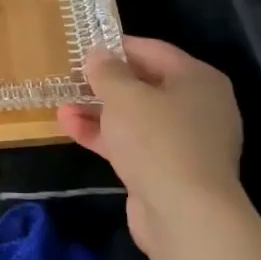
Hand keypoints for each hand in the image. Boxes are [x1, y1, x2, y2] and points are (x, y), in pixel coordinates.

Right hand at [57, 36, 245, 256]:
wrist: (184, 213)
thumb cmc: (157, 140)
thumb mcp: (124, 96)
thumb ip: (107, 71)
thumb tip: (98, 54)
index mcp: (198, 80)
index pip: (154, 51)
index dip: (118, 47)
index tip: (85, 46)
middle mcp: (198, 107)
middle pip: (145, 86)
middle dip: (105, 84)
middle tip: (71, 78)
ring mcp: (184, 142)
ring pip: (136, 118)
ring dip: (98, 112)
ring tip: (62, 106)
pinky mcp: (168, 170)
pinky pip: (133, 144)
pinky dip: (105, 136)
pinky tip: (71, 129)